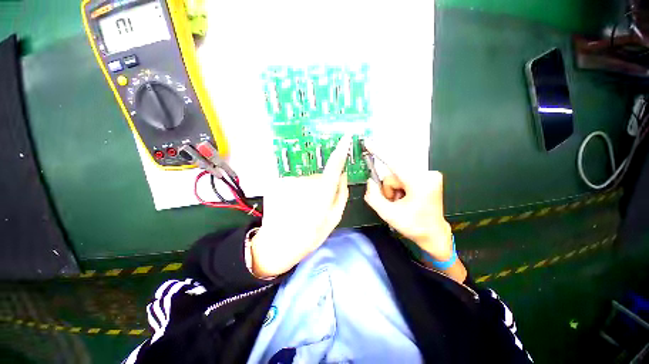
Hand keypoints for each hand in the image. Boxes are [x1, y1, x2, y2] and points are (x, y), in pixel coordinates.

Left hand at [251, 135, 351, 277]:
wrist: (277, 244)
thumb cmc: (309, 236)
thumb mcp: (333, 220)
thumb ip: (341, 195)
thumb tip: (343, 174)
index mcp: (322, 195)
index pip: (333, 167)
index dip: (340, 151)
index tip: (346, 137)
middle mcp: (305, 184)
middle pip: (319, 178)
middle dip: (320, 188)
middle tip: (315, 206)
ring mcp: (289, 182)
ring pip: (305, 180)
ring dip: (307, 190)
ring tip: (301, 208)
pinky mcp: (277, 183)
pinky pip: (293, 182)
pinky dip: (294, 191)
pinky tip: (290, 205)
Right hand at [363, 146, 451, 261]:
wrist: (433, 234)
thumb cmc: (414, 226)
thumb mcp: (388, 215)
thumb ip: (374, 197)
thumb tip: (370, 182)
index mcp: (420, 184)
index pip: (394, 164)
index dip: (379, 152)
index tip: (368, 143)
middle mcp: (427, 175)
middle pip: (394, 175)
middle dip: (389, 189)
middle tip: (393, 203)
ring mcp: (430, 175)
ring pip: (398, 176)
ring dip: (394, 190)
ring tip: (400, 203)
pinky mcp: (428, 177)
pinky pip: (404, 177)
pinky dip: (400, 188)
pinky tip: (406, 199)